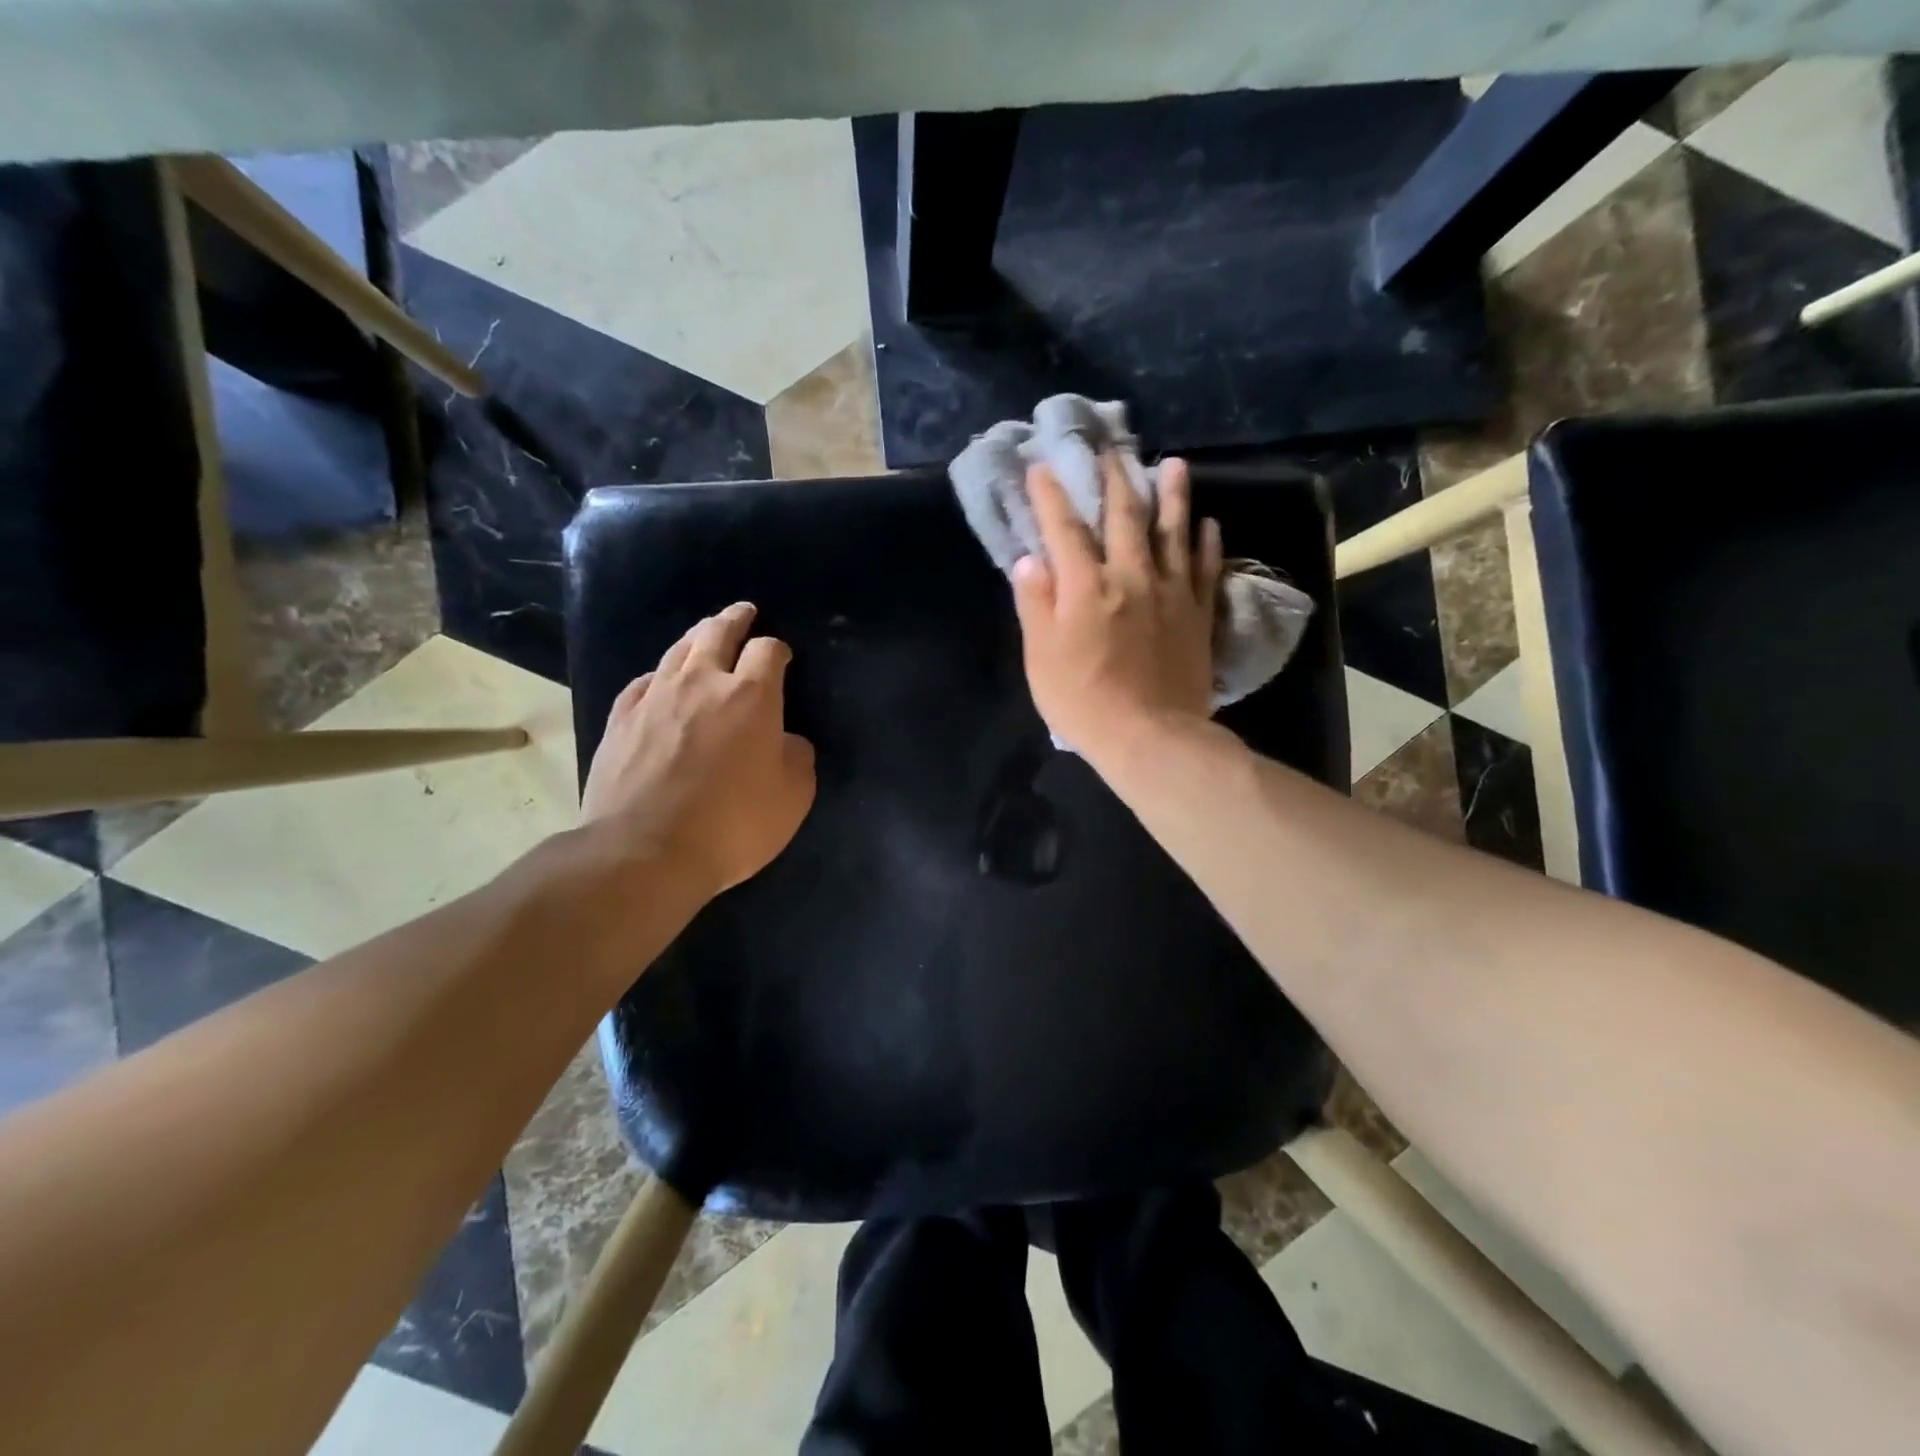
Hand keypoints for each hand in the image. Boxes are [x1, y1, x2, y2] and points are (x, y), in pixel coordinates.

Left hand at [581, 603, 815, 897]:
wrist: (645, 851)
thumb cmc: (732, 825)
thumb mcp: (793, 796)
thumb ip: (796, 757)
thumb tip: (785, 740)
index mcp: (750, 696)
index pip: (768, 650)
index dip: (777, 648)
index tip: (782, 656)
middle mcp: (702, 683)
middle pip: (717, 633)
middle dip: (734, 619)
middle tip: (743, 612)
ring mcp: (655, 698)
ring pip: (678, 650)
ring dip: (697, 636)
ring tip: (705, 633)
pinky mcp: (621, 720)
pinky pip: (644, 681)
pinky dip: (660, 674)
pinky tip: (660, 679)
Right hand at [1010, 455, 1221, 763]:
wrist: (1151, 736)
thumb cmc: (1084, 701)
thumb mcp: (1041, 657)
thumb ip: (1036, 604)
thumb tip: (1030, 560)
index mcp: (1087, 586)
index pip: (1065, 529)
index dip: (1051, 496)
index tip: (1042, 467)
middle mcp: (1131, 576)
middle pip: (1125, 517)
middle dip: (1116, 478)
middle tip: (1113, 449)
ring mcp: (1171, 593)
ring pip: (1173, 532)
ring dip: (1173, 495)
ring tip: (1175, 465)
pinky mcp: (1198, 614)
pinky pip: (1205, 568)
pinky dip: (1206, 542)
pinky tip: (1208, 523)